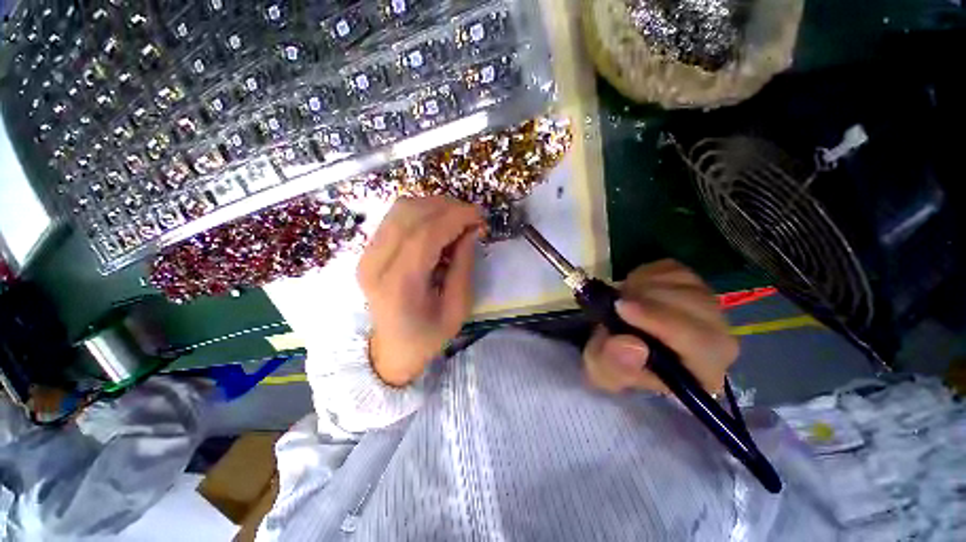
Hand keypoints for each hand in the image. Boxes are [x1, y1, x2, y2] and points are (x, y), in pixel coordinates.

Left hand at [358, 197, 482, 386]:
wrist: (391, 348)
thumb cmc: (428, 335)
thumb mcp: (458, 308)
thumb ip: (464, 265)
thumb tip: (471, 229)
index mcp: (399, 285)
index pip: (425, 234)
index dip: (455, 217)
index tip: (480, 216)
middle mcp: (376, 263)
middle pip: (410, 214)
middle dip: (448, 207)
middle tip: (472, 217)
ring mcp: (367, 254)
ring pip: (401, 209)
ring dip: (435, 206)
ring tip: (458, 219)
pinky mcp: (368, 250)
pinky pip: (396, 217)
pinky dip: (422, 212)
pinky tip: (439, 224)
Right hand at [583, 260, 737, 394]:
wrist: (617, 341)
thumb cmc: (615, 364)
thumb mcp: (604, 372)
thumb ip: (615, 366)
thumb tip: (631, 345)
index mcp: (703, 372)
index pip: (701, 343)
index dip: (661, 321)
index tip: (620, 308)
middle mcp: (717, 340)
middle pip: (698, 307)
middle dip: (649, 299)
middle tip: (615, 301)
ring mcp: (707, 307)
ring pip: (685, 283)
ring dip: (645, 286)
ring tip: (622, 299)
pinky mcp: (692, 284)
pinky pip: (673, 269)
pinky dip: (647, 274)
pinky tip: (633, 289)